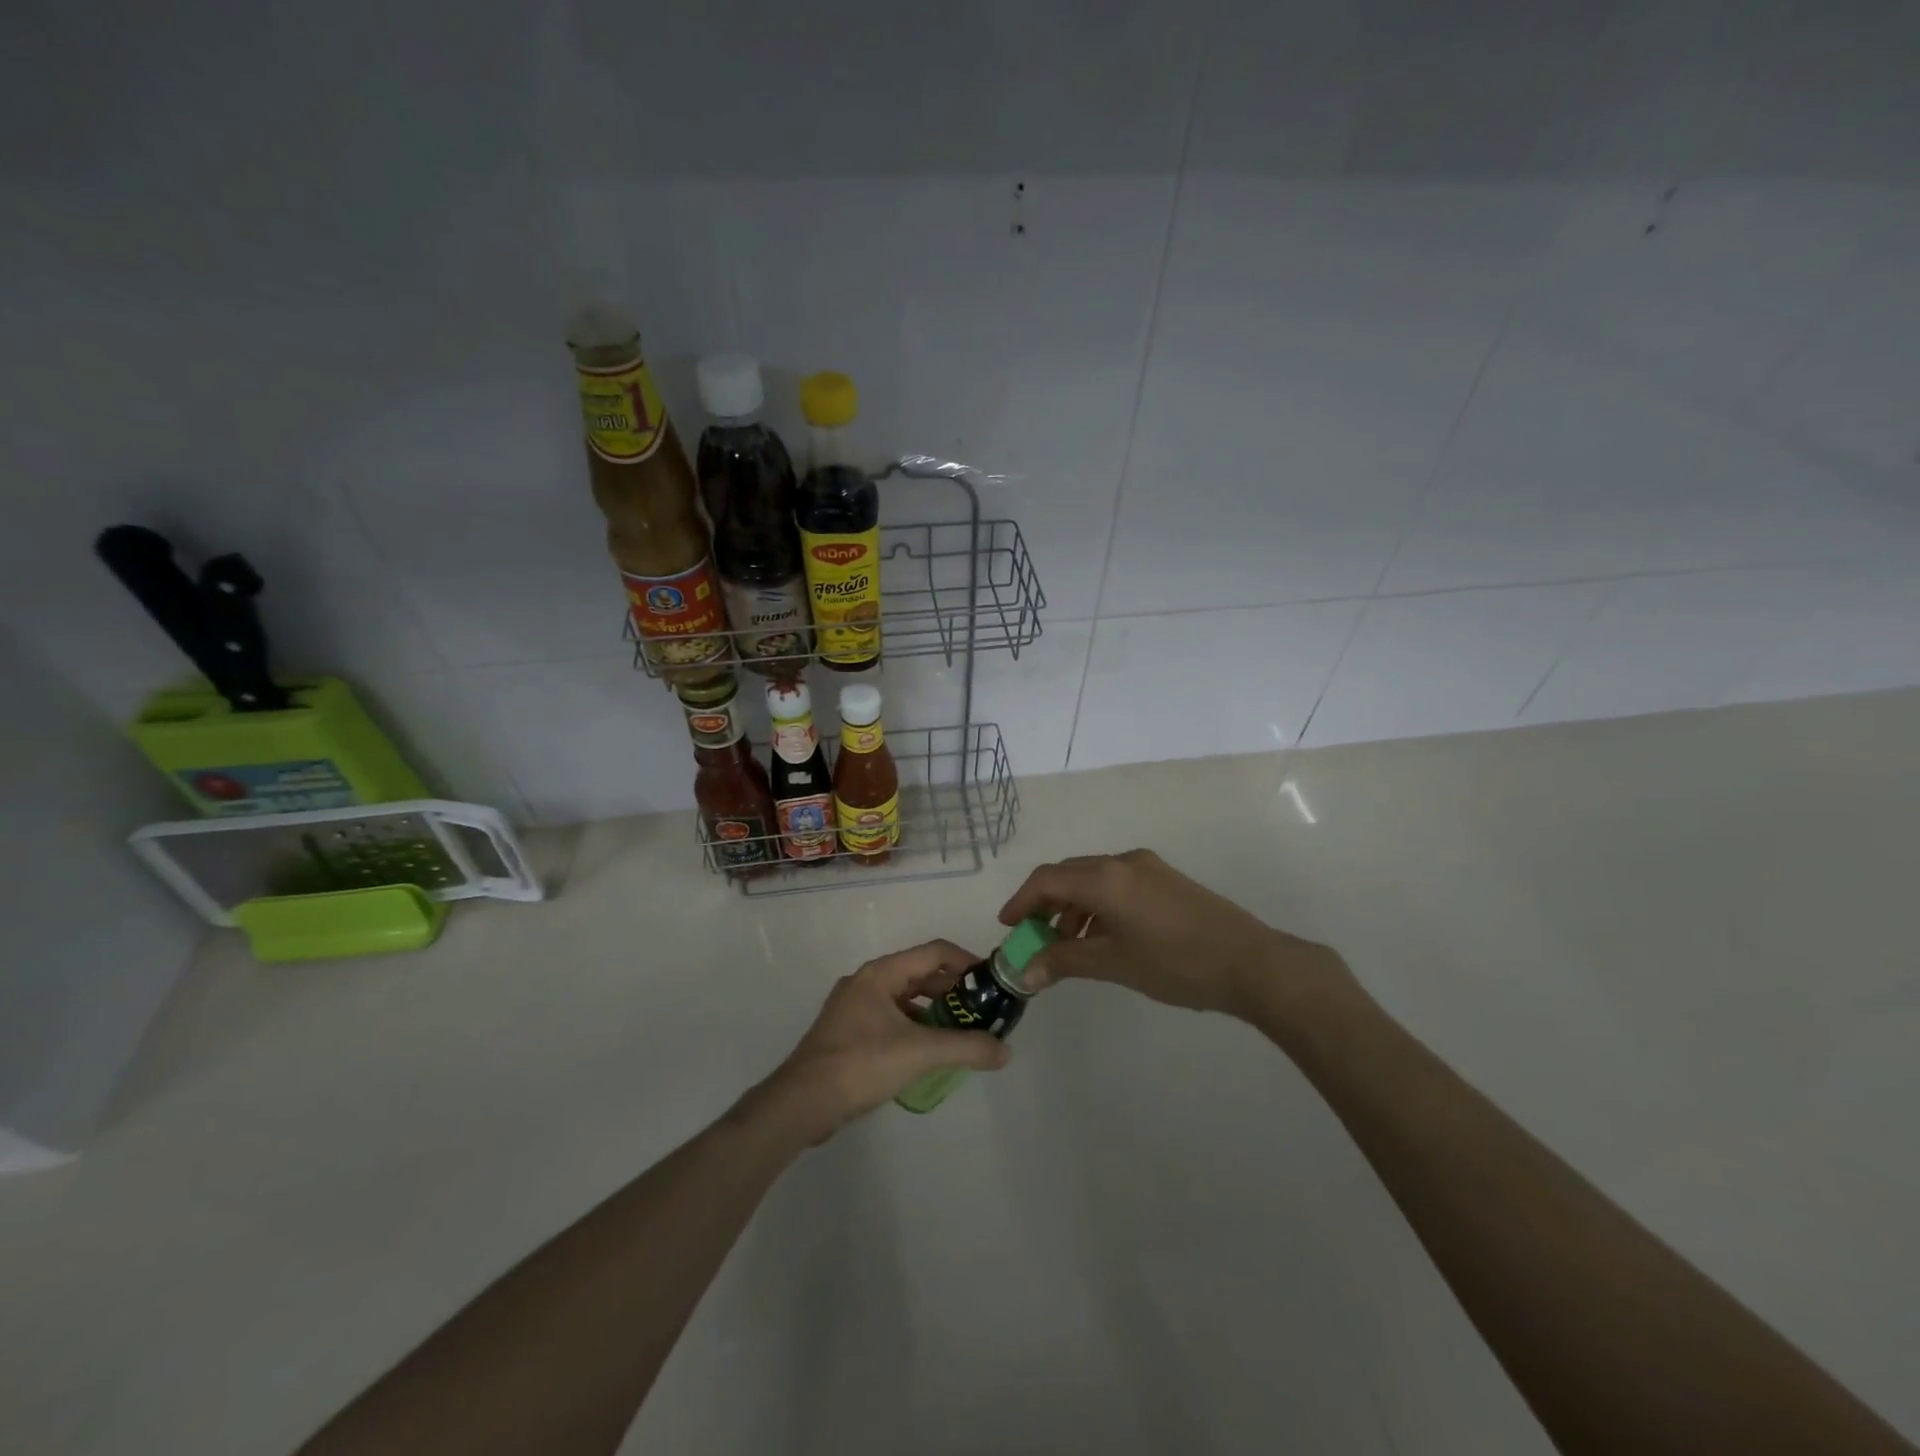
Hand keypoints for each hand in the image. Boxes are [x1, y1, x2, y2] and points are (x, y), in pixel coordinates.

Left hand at [754, 941, 1011, 1142]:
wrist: (801, 1102)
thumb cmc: (860, 1064)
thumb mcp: (919, 1053)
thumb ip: (966, 1048)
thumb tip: (1006, 1051)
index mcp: (881, 973)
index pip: (934, 952)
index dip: (966, 962)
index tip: (991, 983)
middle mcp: (867, 982)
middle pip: (919, 973)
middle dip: (953, 990)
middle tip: (982, 1012)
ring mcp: (854, 1007)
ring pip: (905, 998)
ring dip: (934, 1010)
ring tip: (962, 1033)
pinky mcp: (848, 1033)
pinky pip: (891, 1019)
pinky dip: (915, 1027)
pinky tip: (929, 1052)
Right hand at [1000, 849, 1351, 1021]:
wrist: (1252, 962)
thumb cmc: (1176, 964)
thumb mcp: (1114, 964)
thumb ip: (1064, 961)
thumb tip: (1025, 972)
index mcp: (1105, 878)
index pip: (1047, 879)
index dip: (1021, 900)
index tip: (1007, 926)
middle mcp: (1123, 862)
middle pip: (1069, 874)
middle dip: (1045, 903)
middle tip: (1032, 936)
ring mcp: (1148, 868)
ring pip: (1094, 878)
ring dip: (1073, 905)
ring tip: (1068, 943)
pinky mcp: (1166, 879)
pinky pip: (1117, 883)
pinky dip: (1098, 904)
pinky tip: (1103, 936)